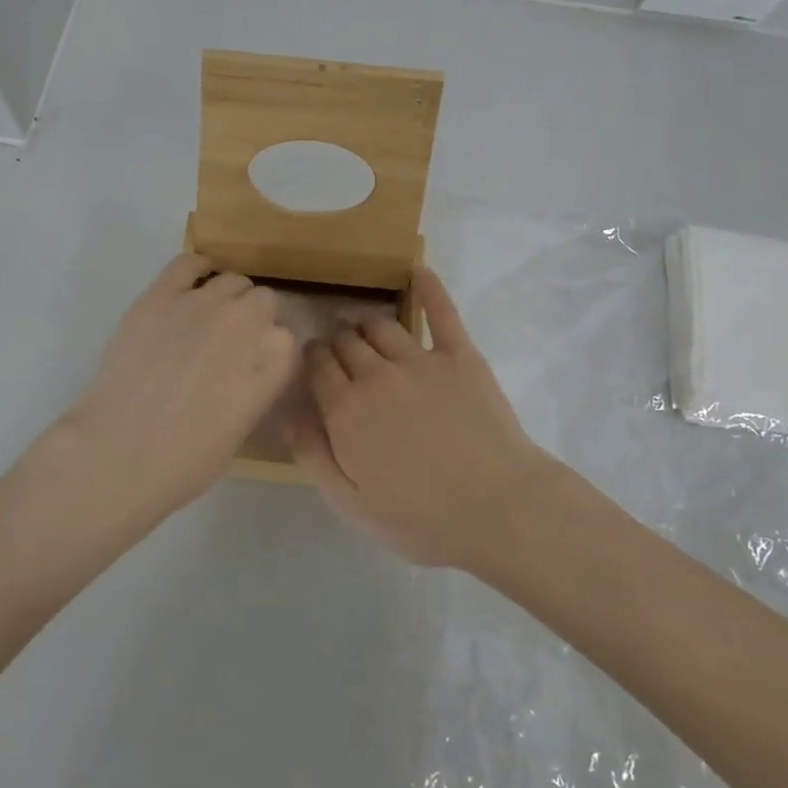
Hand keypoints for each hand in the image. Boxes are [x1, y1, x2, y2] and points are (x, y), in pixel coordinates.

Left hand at [54, 253, 297, 518]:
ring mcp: (204, 302)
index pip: (286, 338)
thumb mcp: (242, 429)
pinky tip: (190, 285)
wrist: (120, 452)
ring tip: (205, 322)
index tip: (253, 367)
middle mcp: (248, 320)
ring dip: (226, 299)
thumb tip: (245, 371)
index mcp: (276, 358)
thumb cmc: (186, 461)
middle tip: (227, 347)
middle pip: (263, 302)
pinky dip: (195, 271)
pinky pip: (189, 262)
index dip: (268, 352)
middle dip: (251, 321)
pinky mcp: (162, 294)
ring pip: (232, 281)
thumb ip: (255, 387)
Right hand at [290, 265, 557, 568]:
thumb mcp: (350, 503)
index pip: (317, 365)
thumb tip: (289, 411)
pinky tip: (418, 270)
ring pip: (382, 325)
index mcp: (345, 409)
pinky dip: (428, 288)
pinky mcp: (461, 355)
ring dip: (368, 324)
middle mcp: (376, 374)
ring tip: (367, 330)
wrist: (498, 509)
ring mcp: (420, 360)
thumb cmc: (421, 517)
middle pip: (346, 341)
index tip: (315, 362)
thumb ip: (313, 453)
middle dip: (337, 341)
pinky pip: (441, 313)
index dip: (313, 359)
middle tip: (341, 351)